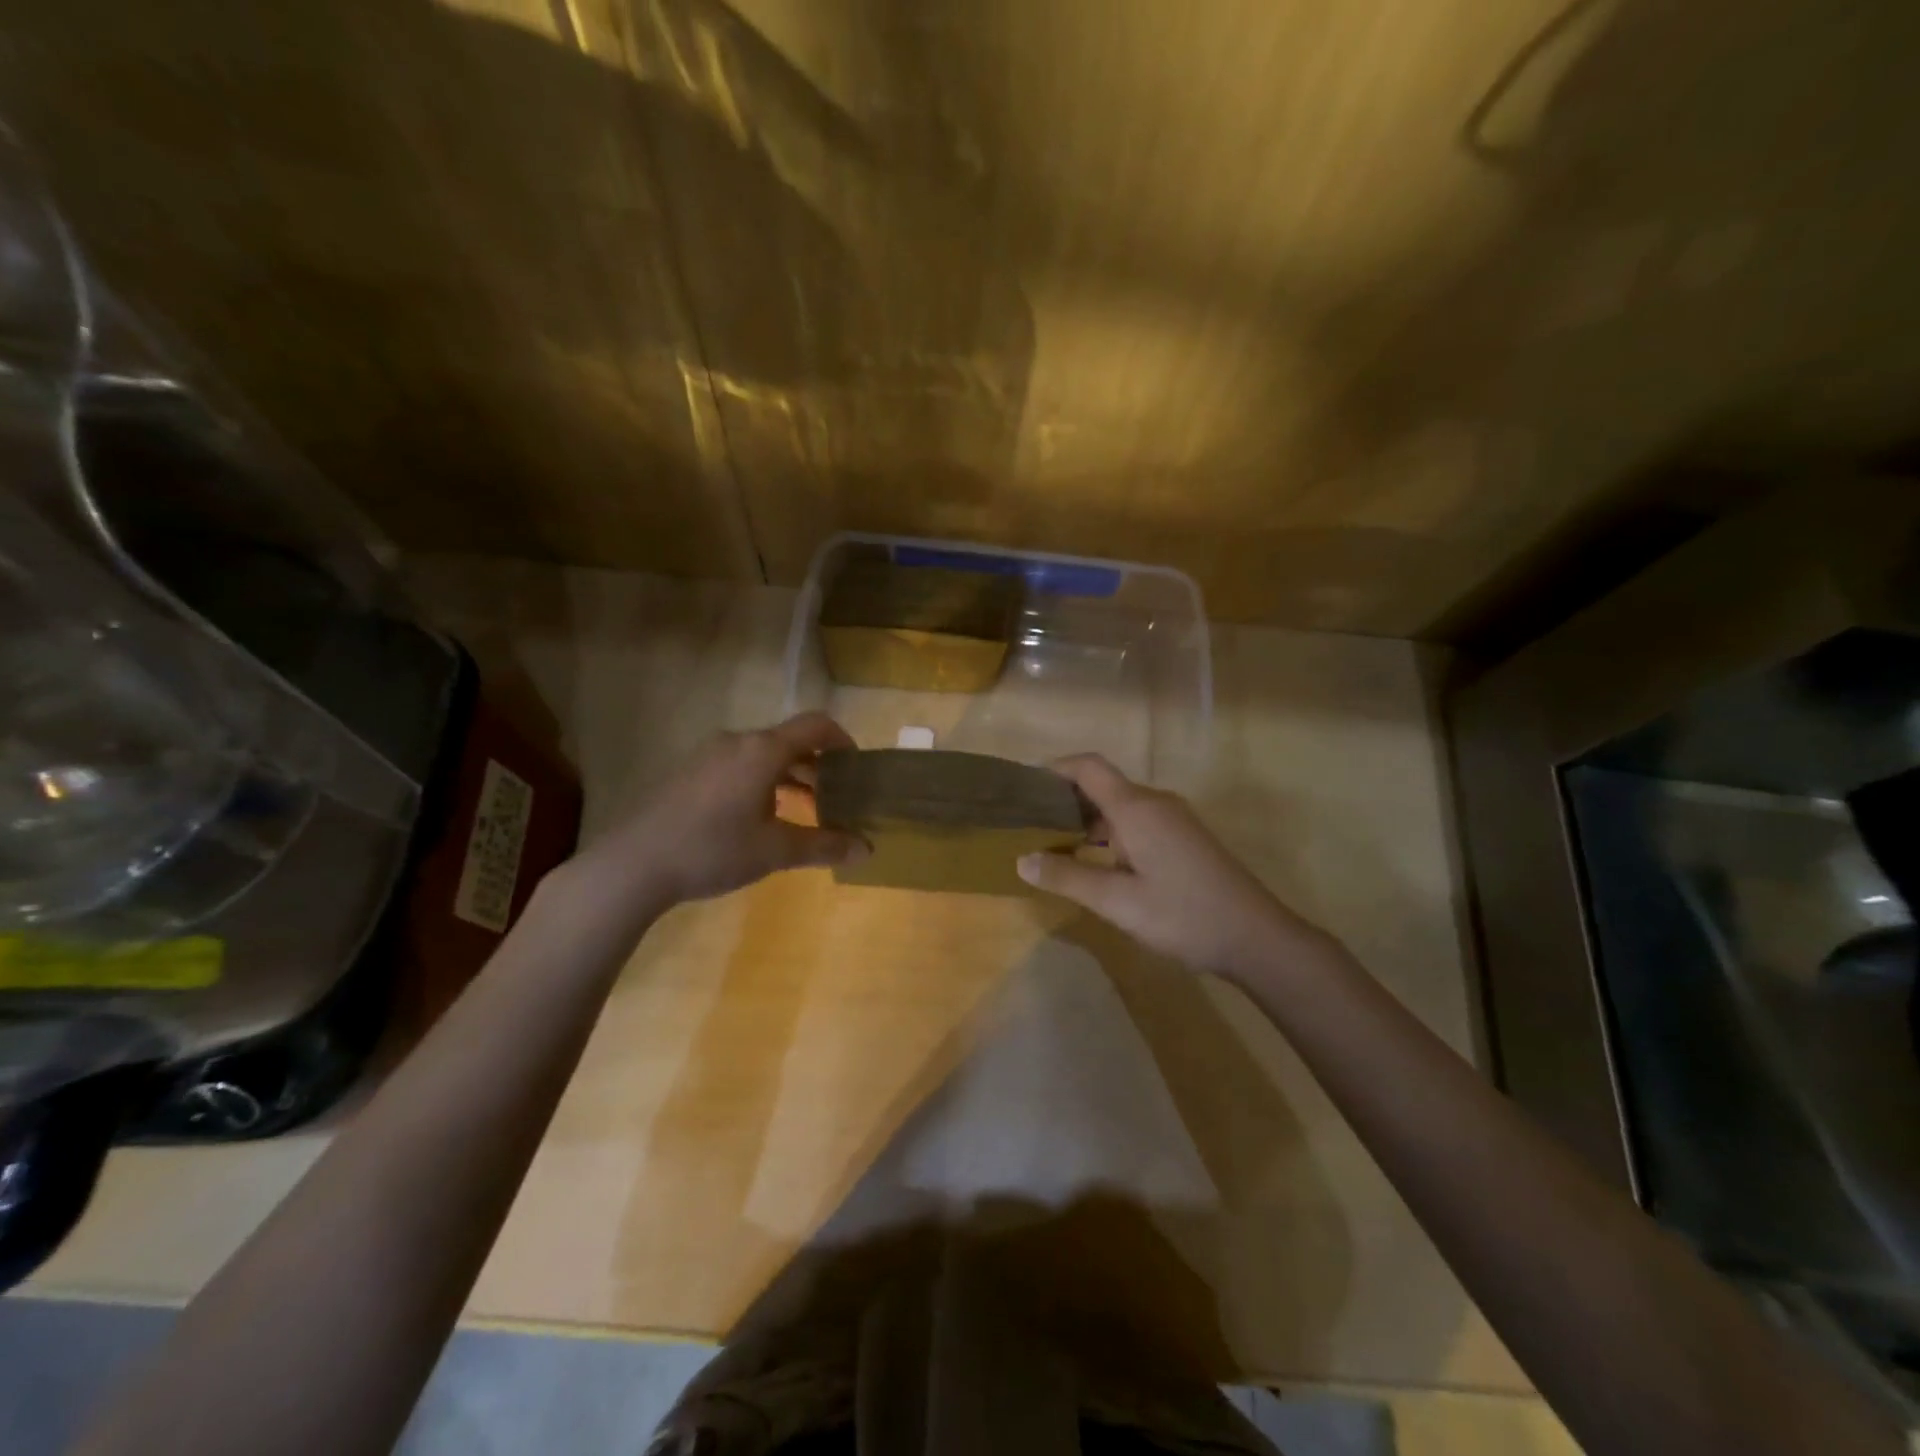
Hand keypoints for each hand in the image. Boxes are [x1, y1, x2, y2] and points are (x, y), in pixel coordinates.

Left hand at [593, 713, 869, 908]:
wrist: (634, 864)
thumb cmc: (714, 849)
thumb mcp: (776, 851)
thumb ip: (824, 846)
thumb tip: (867, 849)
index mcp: (763, 750)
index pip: (815, 726)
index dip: (842, 741)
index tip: (857, 767)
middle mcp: (737, 742)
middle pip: (789, 741)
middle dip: (818, 766)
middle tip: (836, 797)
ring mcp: (709, 755)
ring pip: (763, 755)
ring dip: (790, 776)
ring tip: (804, 810)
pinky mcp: (689, 772)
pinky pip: (739, 766)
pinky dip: (763, 782)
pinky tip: (760, 818)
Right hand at [1015, 754, 1322, 976]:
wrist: (1256, 937)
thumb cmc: (1183, 915)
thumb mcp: (1117, 902)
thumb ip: (1068, 877)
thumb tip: (1022, 860)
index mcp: (1137, 809)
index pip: (1089, 767)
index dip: (1055, 768)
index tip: (1024, 786)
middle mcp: (1155, 804)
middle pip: (1103, 785)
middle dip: (1066, 799)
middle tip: (1030, 823)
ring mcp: (1174, 820)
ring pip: (1121, 806)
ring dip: (1088, 819)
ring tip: (1055, 844)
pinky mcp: (1184, 839)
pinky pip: (1138, 822)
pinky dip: (1110, 832)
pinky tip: (1097, 861)